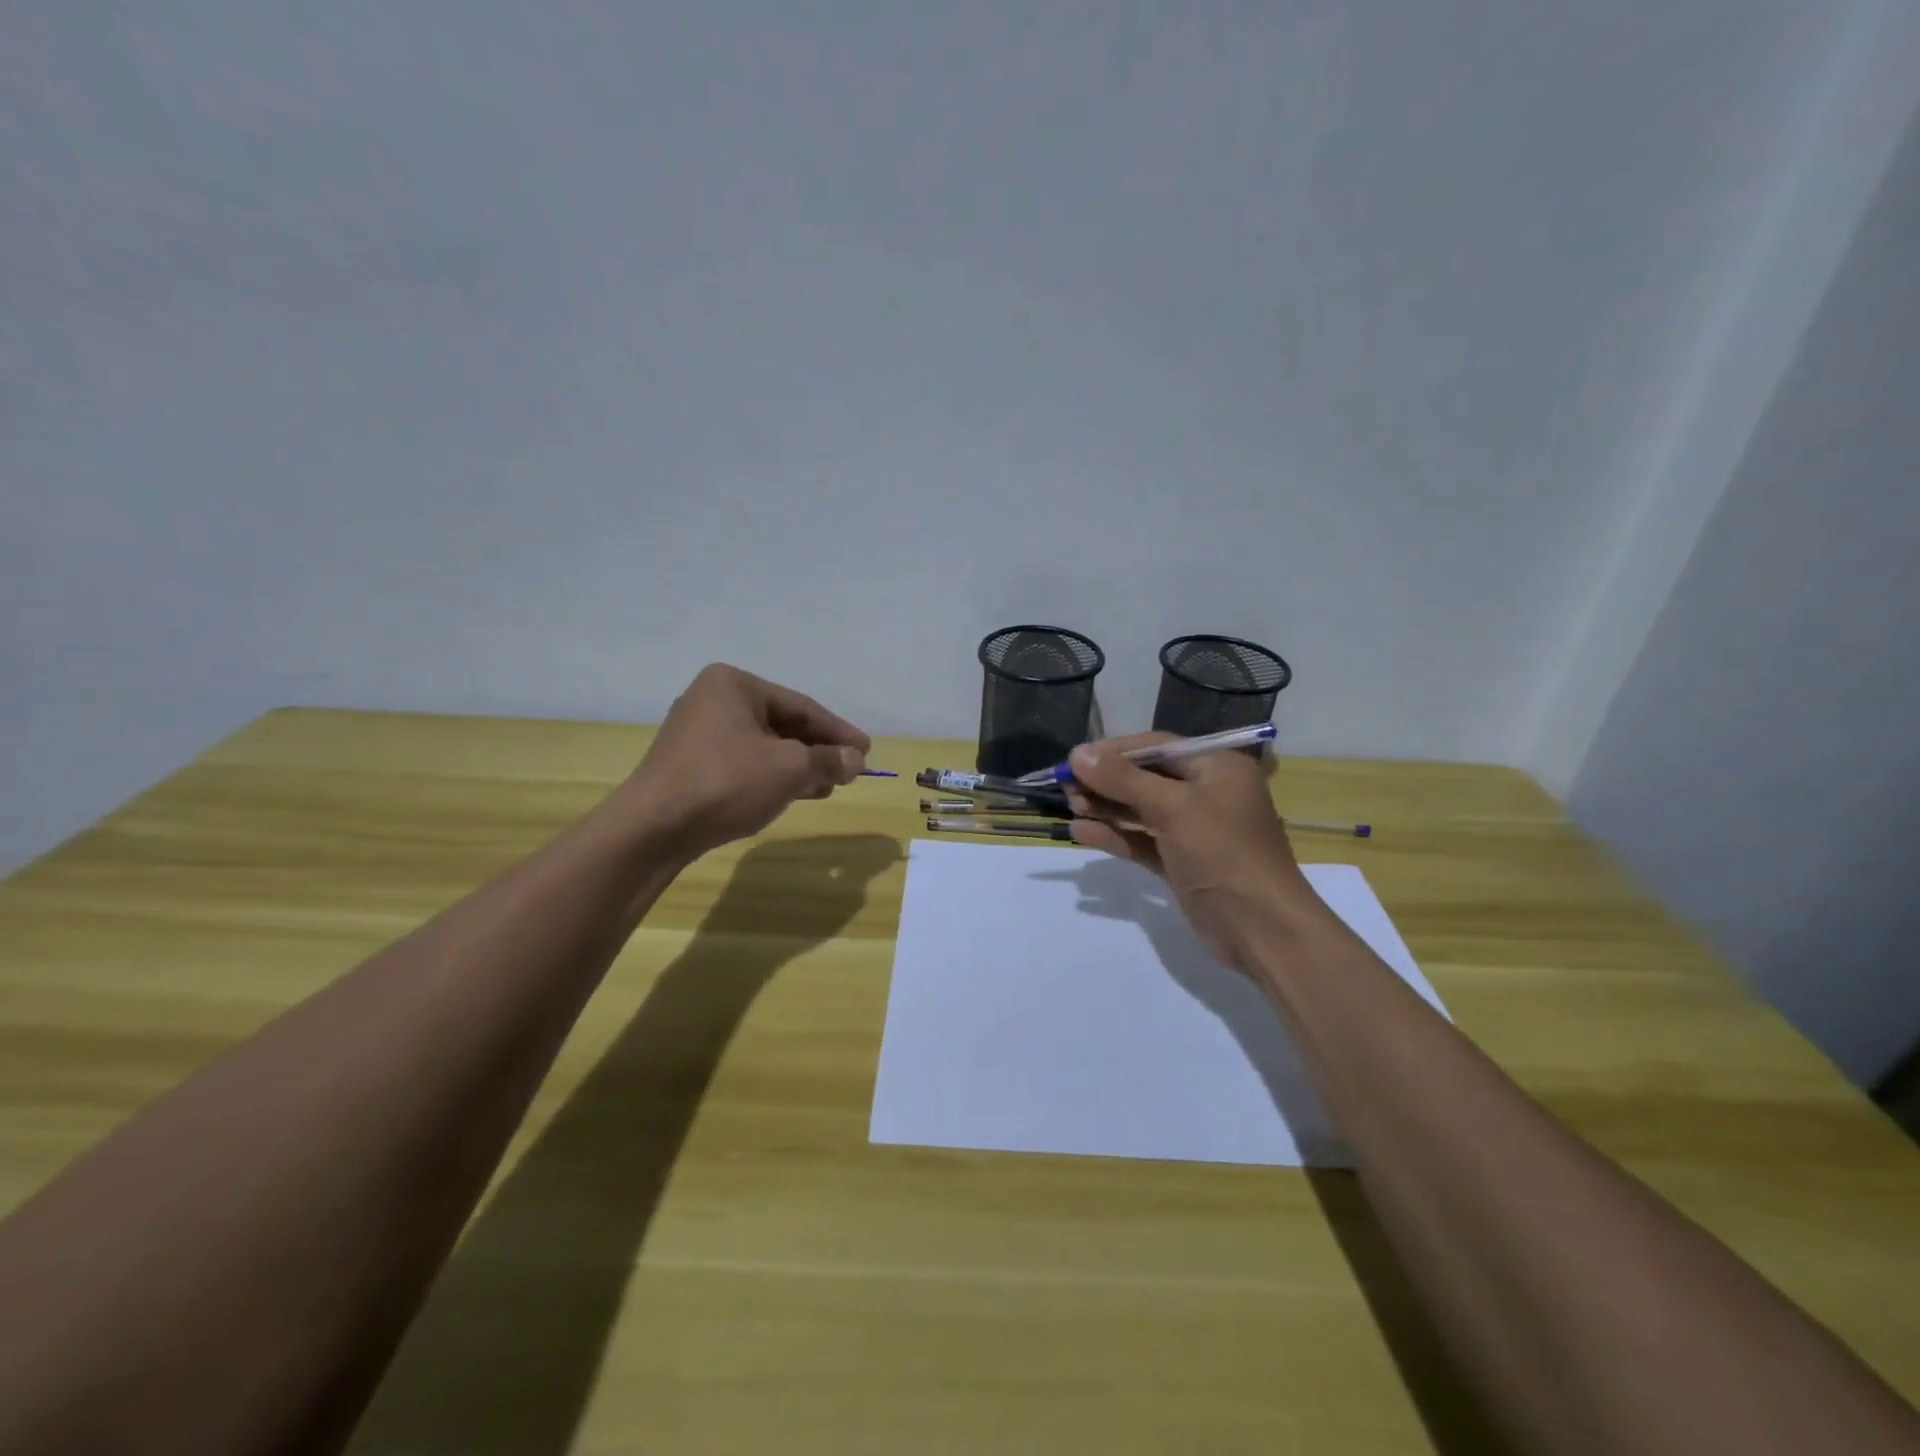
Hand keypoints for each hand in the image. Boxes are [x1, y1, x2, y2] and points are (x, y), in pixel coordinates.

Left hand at [623, 664, 870, 858]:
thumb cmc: (726, 782)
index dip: (838, 731)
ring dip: (799, 766)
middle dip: (818, 750)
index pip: (801, 706)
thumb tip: (856, 760)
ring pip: (763, 746)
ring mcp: (696, 733)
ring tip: (829, 786)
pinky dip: (772, 776)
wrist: (653, 828)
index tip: (866, 751)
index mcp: (734, 684)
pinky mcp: (689, 764)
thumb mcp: (789, 769)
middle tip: (850, 770)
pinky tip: (795, 794)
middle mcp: (712, 699)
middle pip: (782, 724)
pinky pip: (743, 763)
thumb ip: (828, 760)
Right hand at [1065, 733, 1315, 968]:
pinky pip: (1143, 841)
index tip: (1075, 759)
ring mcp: (1195, 830)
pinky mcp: (1182, 862)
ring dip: (1106, 808)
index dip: (1114, 751)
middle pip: (1146, 777)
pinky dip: (1115, 836)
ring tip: (1069, 806)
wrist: (1261, 929)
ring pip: (1142, 810)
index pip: (1157, 747)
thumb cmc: (1223, 853)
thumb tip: (1077, 754)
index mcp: (1216, 768)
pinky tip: (1081, 832)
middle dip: (1106, 781)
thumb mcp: (1173, 808)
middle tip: (1065, 786)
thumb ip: (1123, 780)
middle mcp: (1207, 793)